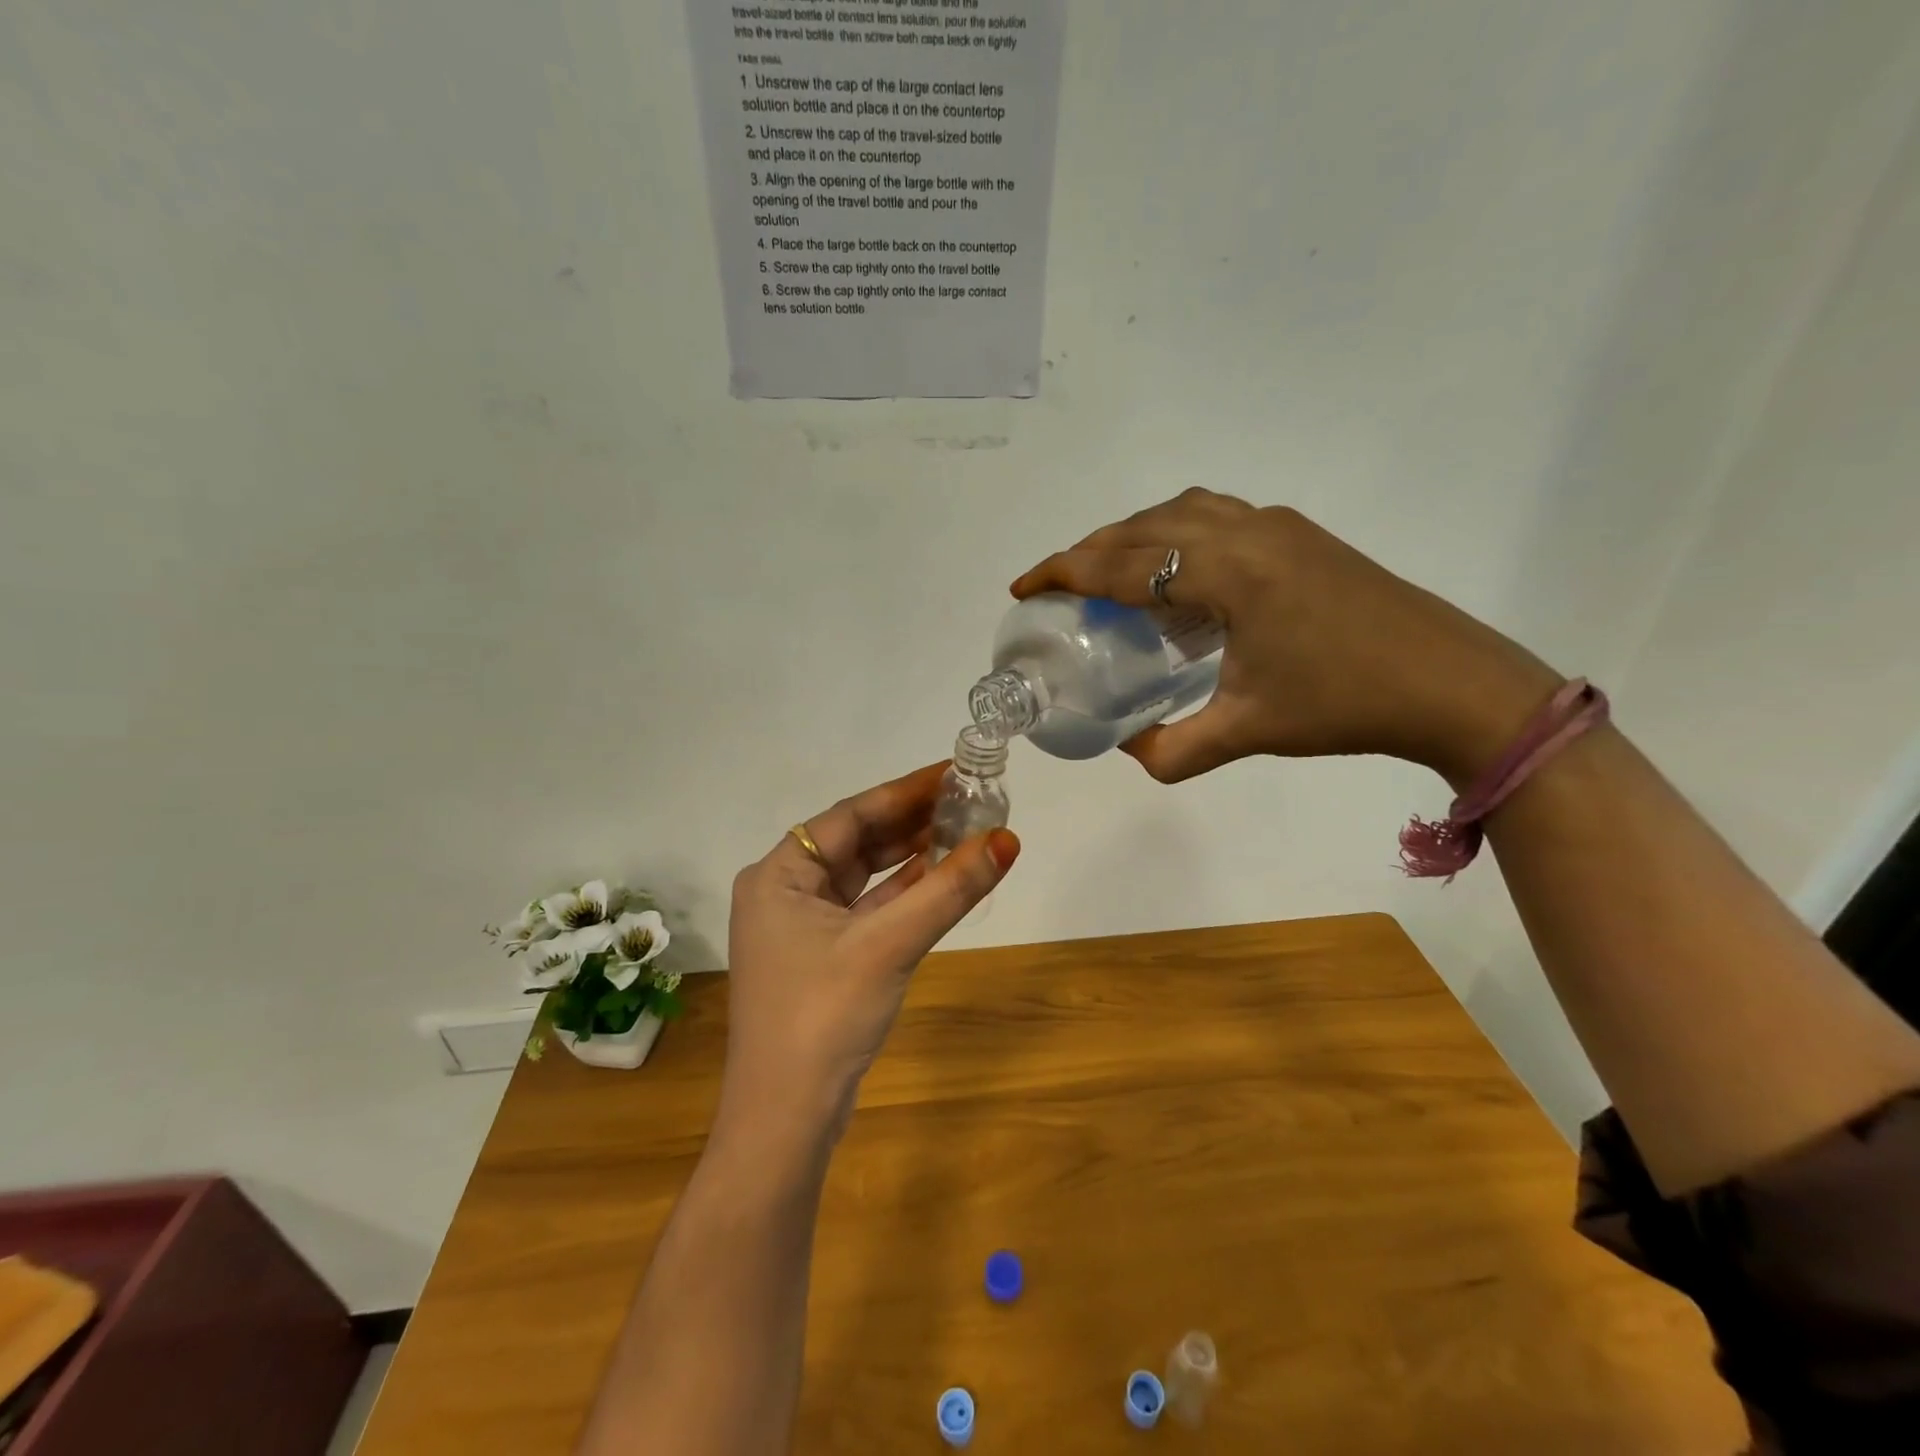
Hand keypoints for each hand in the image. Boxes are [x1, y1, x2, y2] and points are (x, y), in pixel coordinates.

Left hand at [719, 763, 1019, 1143]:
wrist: (785, 1122)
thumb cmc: (824, 1017)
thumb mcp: (889, 945)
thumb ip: (949, 890)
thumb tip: (1008, 840)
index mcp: (778, 875)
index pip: (850, 815)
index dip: (905, 791)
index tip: (953, 772)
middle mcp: (784, 892)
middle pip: (856, 842)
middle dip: (911, 821)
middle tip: (968, 799)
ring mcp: (802, 927)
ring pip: (864, 876)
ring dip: (910, 856)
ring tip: (964, 829)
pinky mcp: (823, 957)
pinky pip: (868, 909)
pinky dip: (903, 893)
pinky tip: (941, 876)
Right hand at [1011, 489, 1561, 786]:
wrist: (1453, 683)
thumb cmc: (1345, 705)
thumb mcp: (1248, 732)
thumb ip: (1173, 749)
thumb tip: (1128, 749)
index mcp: (1227, 572)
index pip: (1123, 564)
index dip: (1064, 573)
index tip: (1023, 588)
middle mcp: (1246, 531)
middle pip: (1142, 527)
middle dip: (1088, 552)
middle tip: (1055, 587)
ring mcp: (1278, 525)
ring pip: (1179, 510)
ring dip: (1132, 535)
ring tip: (1106, 573)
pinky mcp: (1300, 534)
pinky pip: (1214, 516)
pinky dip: (1173, 533)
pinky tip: (1174, 572)